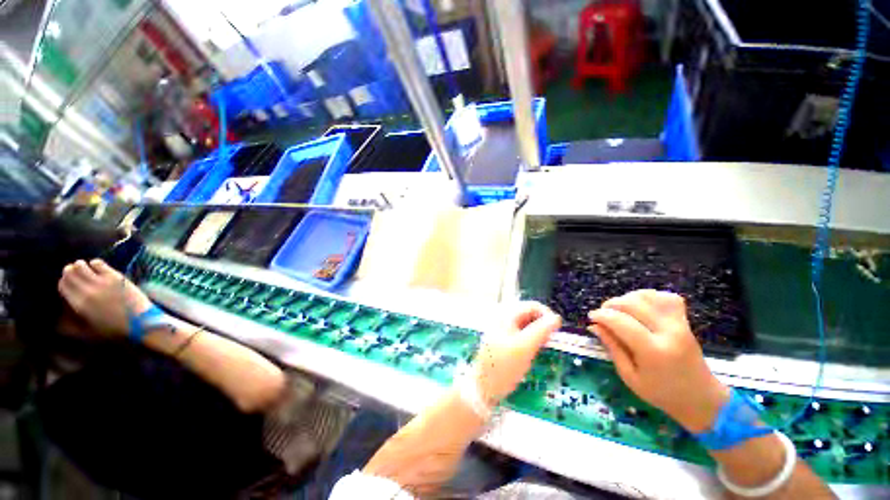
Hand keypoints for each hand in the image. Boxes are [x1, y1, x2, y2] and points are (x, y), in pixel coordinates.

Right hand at [58, 259, 153, 338]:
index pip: (63, 285)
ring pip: (81, 265)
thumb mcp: (88, 331)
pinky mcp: (115, 276)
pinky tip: (97, 267)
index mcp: (79, 304)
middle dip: (69, 271)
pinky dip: (95, 263)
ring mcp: (101, 282)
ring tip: (85, 269)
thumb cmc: (114, 329)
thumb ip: (71, 326)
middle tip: (74, 273)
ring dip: (81, 265)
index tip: (68, 282)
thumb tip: (57, 321)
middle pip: (70, 273)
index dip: (64, 282)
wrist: (140, 321)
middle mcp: (87, 290)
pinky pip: (99, 263)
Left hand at [470, 302, 561, 405]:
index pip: (532, 306)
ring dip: (538, 333)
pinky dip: (531, 340)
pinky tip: (534, 351)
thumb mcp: (525, 347)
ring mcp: (503, 330)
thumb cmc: (504, 366)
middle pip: (529, 314)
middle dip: (543, 325)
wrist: (483, 387)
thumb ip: (541, 330)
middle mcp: (504, 318)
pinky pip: (522, 334)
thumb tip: (556, 318)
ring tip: (544, 347)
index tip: (558, 331)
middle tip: (551, 341)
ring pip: (526, 325)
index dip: (547, 315)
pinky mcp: (504, 341)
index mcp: (506, 315)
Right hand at [588, 290, 729, 432]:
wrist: (701, 399)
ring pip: (648, 297)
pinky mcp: (685, 321)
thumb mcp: (629, 376)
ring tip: (619, 310)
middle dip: (611, 304)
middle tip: (602, 314)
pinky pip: (666, 298)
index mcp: (653, 352)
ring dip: (627, 298)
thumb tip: (594, 326)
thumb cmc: (661, 393)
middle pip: (633, 304)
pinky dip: (649, 297)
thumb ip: (612, 347)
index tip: (591, 317)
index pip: (621, 322)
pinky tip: (640, 306)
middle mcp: (668, 333)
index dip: (602, 316)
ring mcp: (680, 324)